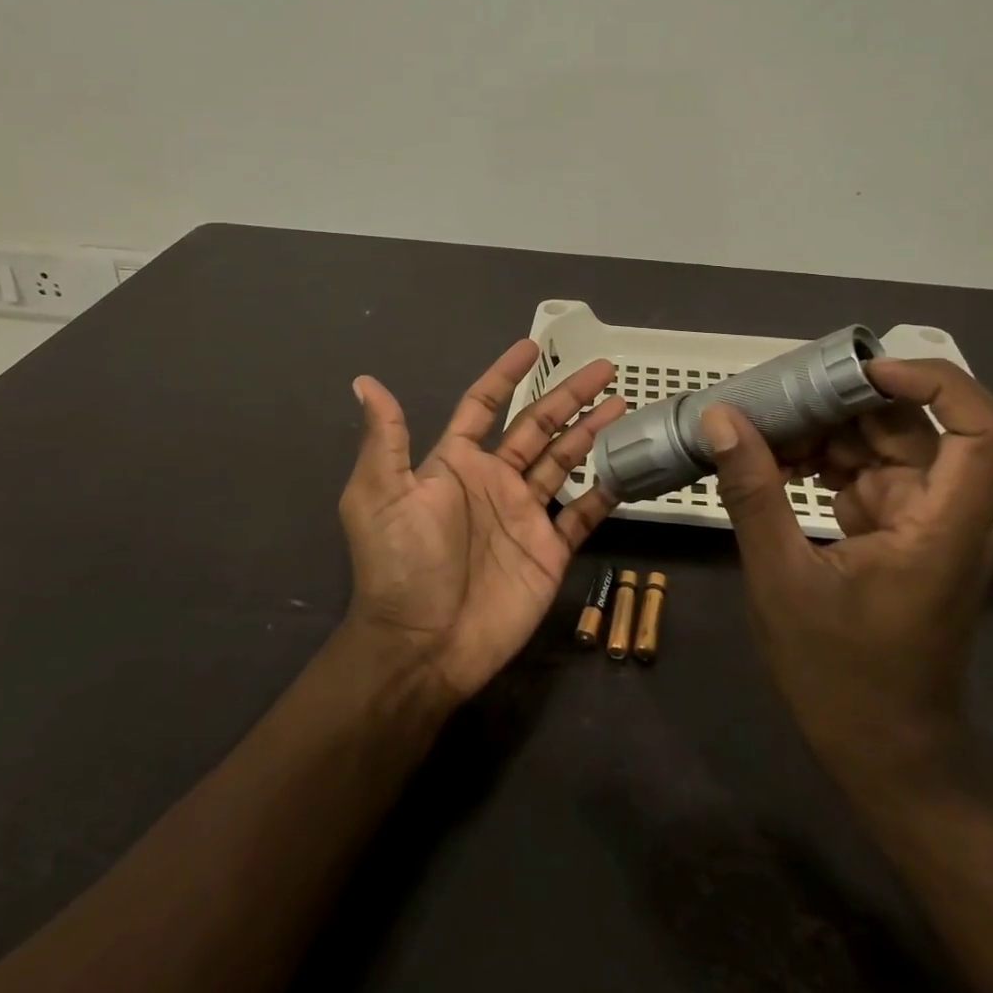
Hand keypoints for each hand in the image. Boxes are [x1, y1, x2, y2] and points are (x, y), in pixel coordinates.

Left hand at [338, 340, 626, 701]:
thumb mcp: (380, 495)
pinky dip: (605, 492)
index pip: (484, 405)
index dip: (506, 375)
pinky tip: (627, 468)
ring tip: (621, 403)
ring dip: (591, 431)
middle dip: (568, 395)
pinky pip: (583, 513)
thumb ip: (386, 438)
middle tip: (603, 368)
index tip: (531, 347)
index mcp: (455, 463)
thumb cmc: (400, 563)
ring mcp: (525, 514)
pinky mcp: (549, 549)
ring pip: (565, 460)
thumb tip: (365, 381)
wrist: (424, 645)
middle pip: (537, 425)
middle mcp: (494, 480)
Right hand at [702, 358, 992, 786]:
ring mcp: (921, 522)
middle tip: (774, 394)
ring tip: (759, 426)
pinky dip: (821, 462)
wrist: (885, 756)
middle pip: (916, 426)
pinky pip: (863, 474)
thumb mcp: (781, 580)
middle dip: (846, 402)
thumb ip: (753, 493)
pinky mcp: (897, 532)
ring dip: (825, 430)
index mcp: (942, 525)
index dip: (937, 383)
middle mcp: (944, 513)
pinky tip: (771, 463)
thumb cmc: (841, 678)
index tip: (864, 372)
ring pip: (883, 445)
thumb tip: (722, 418)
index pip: (985, 431)